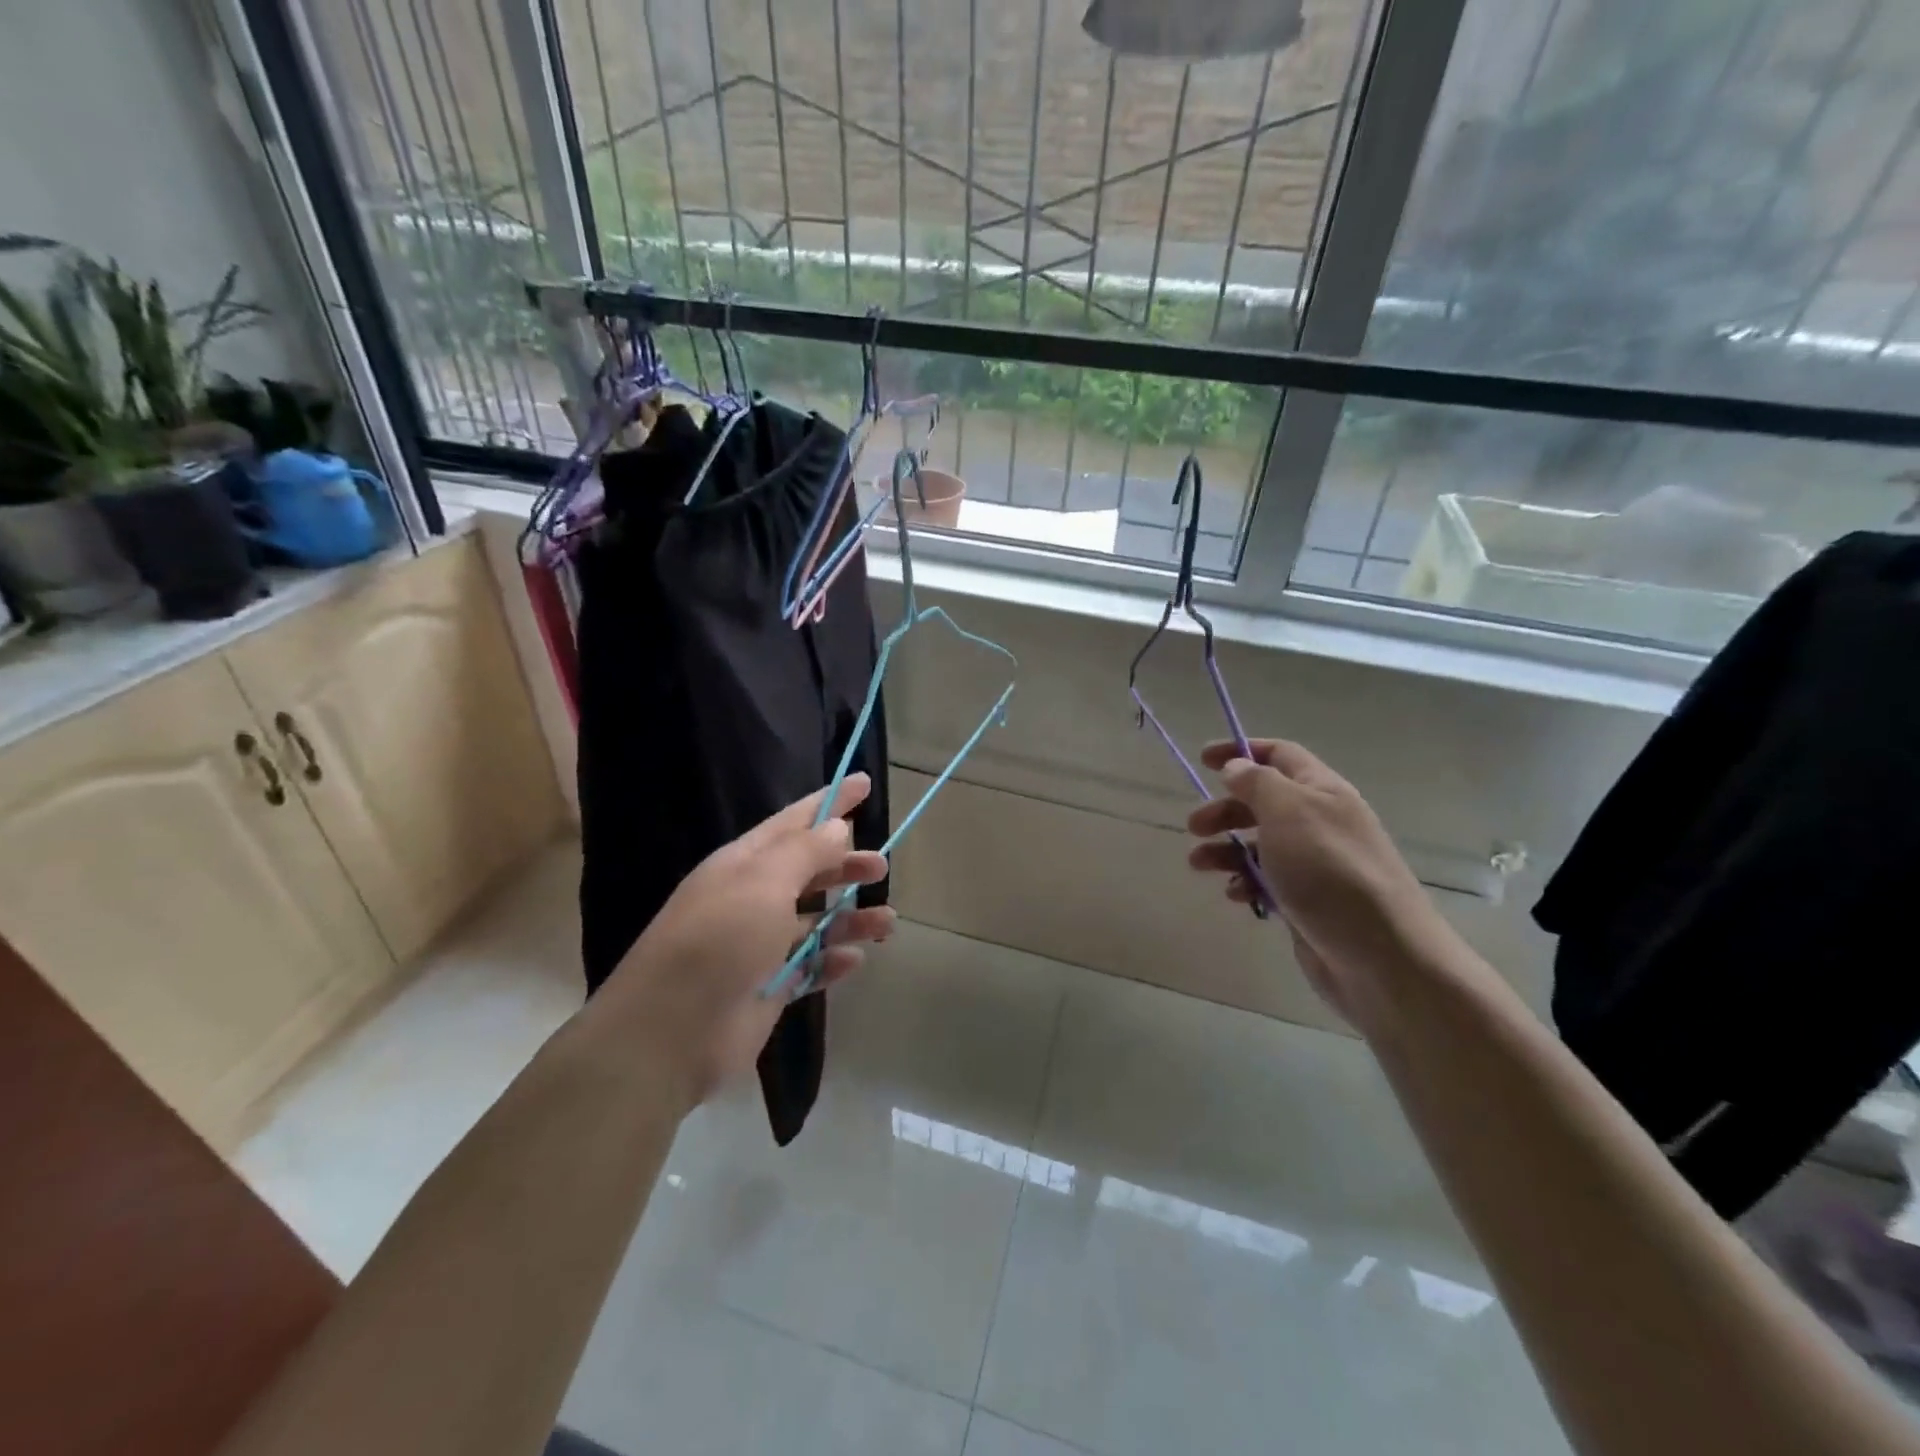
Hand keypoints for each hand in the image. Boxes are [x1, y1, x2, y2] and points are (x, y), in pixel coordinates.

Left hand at [589, 774, 894, 1111]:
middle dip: (847, 864)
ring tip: (887, 923)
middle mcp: (753, 898)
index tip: (865, 782)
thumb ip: (805, 852)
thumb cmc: (719, 940)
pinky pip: (811, 965)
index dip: (830, 801)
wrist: (671, 1031)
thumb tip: (837, 826)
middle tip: (882, 867)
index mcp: (745, 863)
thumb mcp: (764, 883)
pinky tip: (854, 960)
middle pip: (810, 871)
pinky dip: (833, 960)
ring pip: (818, 920)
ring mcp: (761, 944)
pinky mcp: (770, 985)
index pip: (795, 820)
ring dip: (852, 918)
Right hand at [1186, 739, 1453, 1025]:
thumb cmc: (1329, 871)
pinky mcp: (1309, 902)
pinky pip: (1268, 882)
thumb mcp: (1288, 812)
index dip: (1241, 752)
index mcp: (1322, 791)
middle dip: (1226, 810)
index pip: (1280, 755)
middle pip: (1263, 802)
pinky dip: (1246, 883)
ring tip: (1199, 865)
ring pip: (1260, 844)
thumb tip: (1236, 767)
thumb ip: (1257, 783)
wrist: (1381, 956)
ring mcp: (1315, 864)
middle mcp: (1320, 822)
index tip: (1203, 759)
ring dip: (1226, 850)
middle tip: (1194, 827)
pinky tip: (1237, 896)